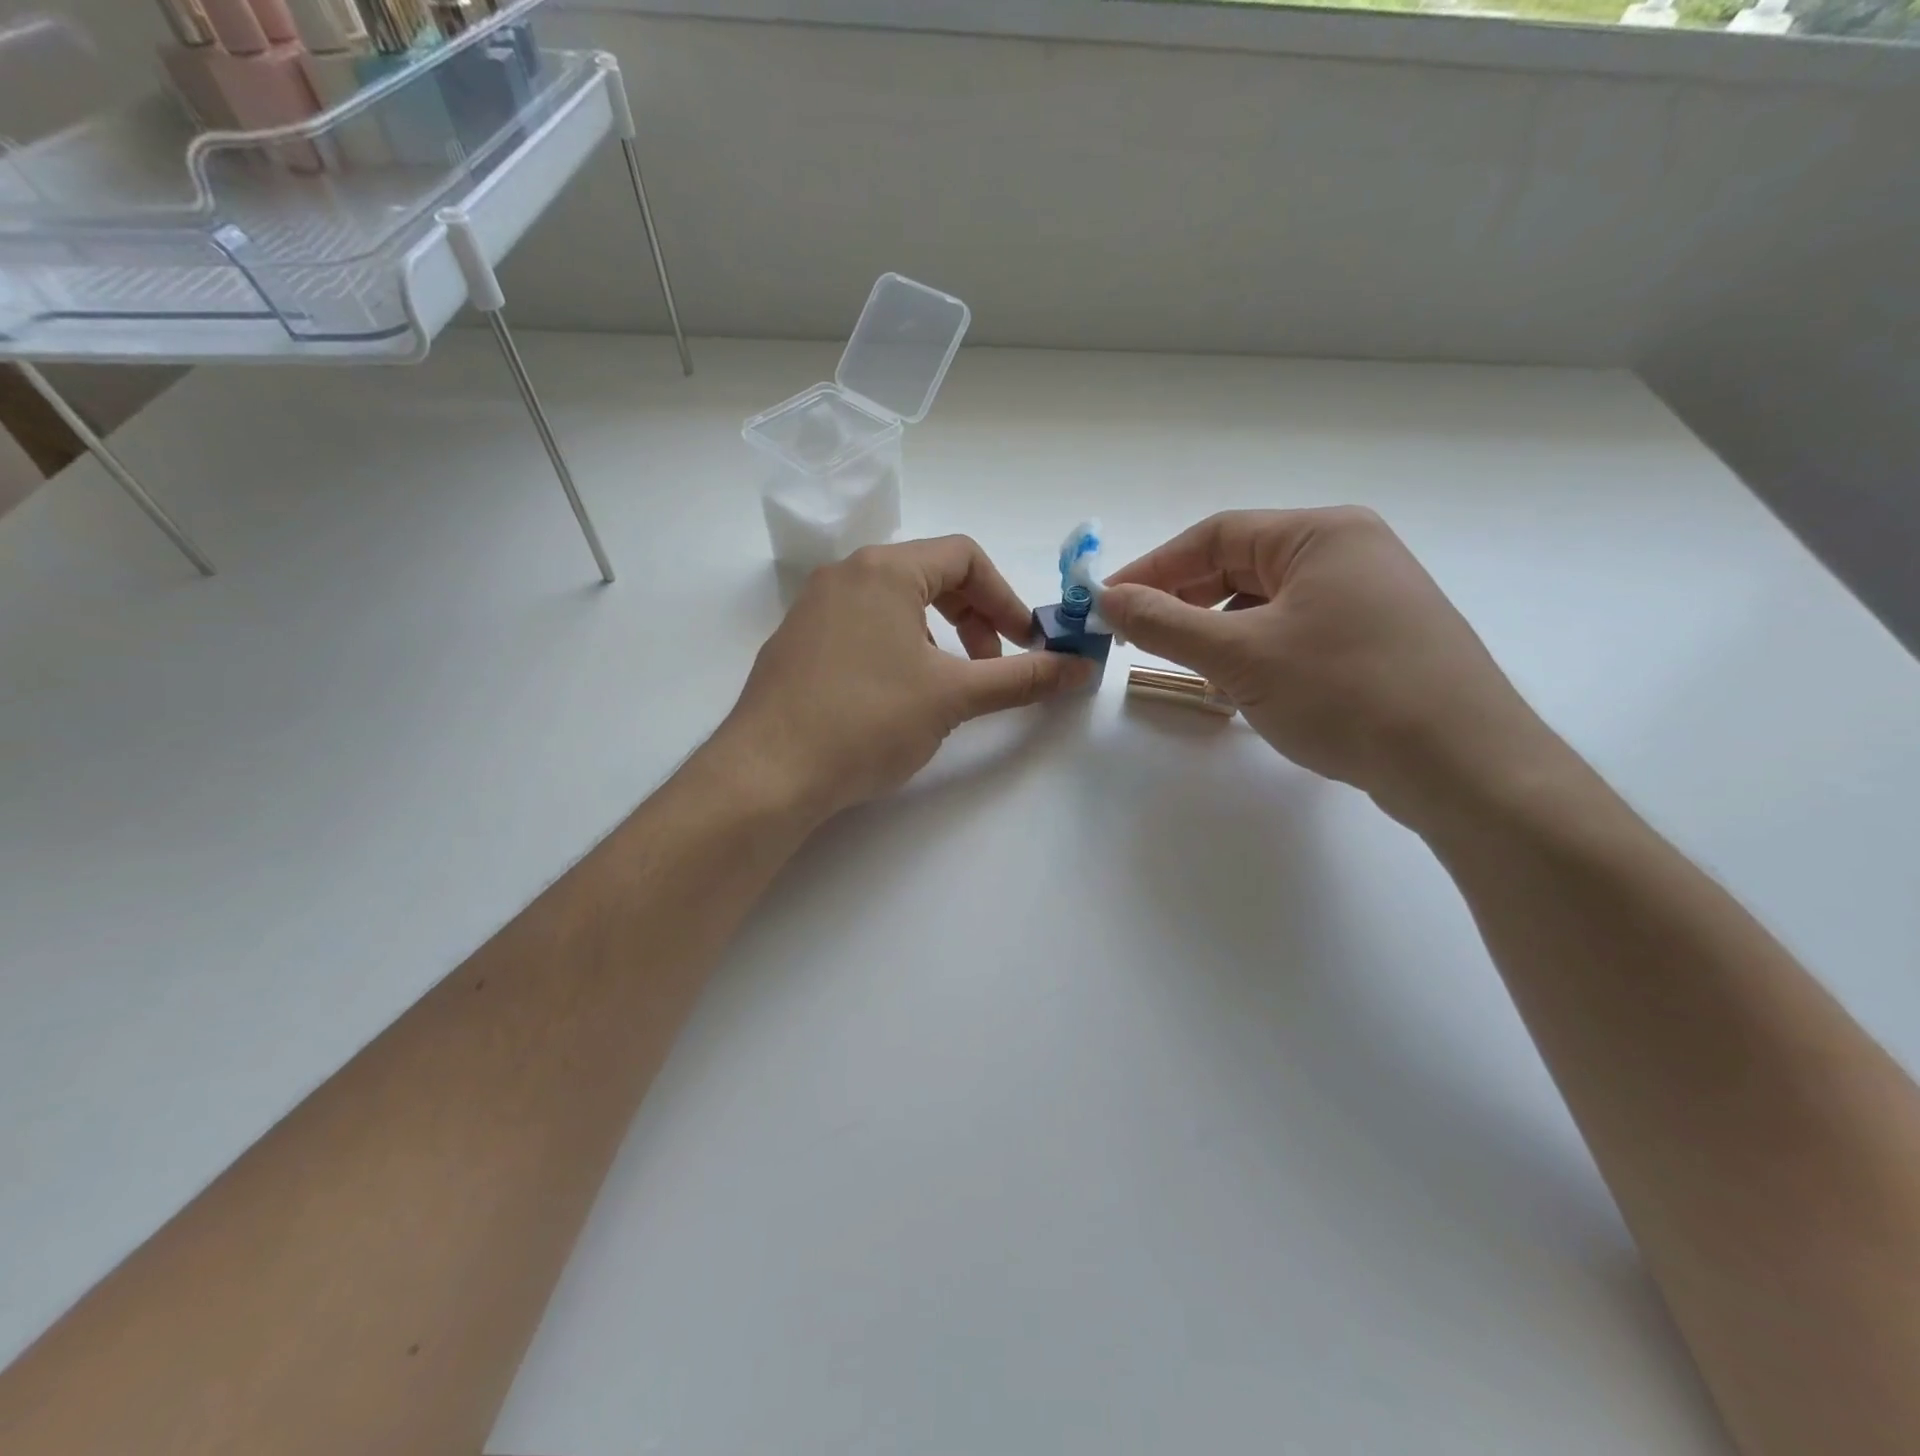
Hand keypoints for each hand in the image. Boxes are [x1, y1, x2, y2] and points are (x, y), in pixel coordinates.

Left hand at [716, 537, 1092, 820]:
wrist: (769, 773)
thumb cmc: (868, 721)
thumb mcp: (954, 697)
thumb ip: (1022, 678)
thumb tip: (1081, 668)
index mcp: (885, 570)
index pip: (965, 557)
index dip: (1006, 598)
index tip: (1027, 643)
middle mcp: (844, 574)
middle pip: (929, 576)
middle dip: (974, 618)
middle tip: (990, 666)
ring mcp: (813, 608)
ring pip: (894, 603)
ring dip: (936, 636)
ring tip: (945, 686)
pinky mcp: (796, 643)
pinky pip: (861, 627)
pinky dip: (897, 648)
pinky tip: (896, 697)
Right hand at [1101, 508, 1564, 824]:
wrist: (1462, 766)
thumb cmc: (1345, 692)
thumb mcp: (1240, 656)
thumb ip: (1164, 623)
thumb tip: (1106, 599)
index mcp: (1321, 534)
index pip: (1215, 536)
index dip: (1153, 568)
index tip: (1107, 603)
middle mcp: (1349, 552)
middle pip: (1241, 567)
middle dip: (1185, 602)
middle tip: (1136, 637)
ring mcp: (1369, 598)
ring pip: (1266, 604)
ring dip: (1218, 633)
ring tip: (1189, 669)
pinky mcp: (1377, 641)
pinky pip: (1295, 632)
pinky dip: (1256, 654)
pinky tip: (1241, 689)